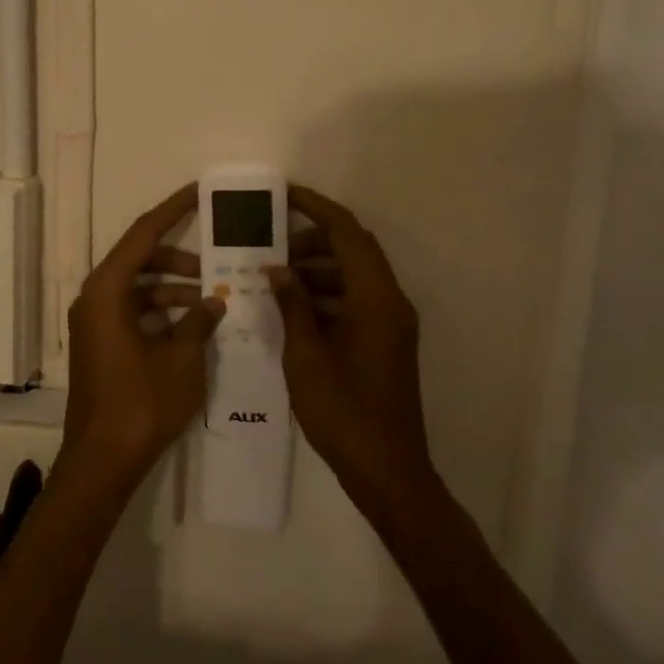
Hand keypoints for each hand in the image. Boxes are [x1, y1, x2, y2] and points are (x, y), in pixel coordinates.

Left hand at [59, 184, 224, 494]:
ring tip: (213, 300)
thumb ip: (199, 322)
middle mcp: (95, 298)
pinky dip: (161, 311)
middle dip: (179, 258)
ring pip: (138, 287)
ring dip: (173, 289)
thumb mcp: (182, 360)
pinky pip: (133, 311)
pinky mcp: (101, 343)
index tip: (199, 192)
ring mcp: (95, 322)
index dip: (173, 209)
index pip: (143, 234)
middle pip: (139, 259)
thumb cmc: (141, 404)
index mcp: (107, 291)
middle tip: (216, 262)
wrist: (102, 460)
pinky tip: (193, 325)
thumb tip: (214, 301)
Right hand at [269, 182, 435, 509]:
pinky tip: (294, 308)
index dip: (316, 208)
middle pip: (354, 249)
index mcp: (375, 298)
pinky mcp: (386, 341)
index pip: (347, 233)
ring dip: (318, 268)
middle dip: (313, 239)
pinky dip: (327, 293)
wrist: (387, 468)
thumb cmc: (343, 410)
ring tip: (276, 277)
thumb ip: (293, 305)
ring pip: (355, 275)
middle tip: (272, 245)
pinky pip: (357, 299)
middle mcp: (390, 301)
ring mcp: (391, 323)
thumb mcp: (307, 355)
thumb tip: (276, 268)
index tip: (284, 195)